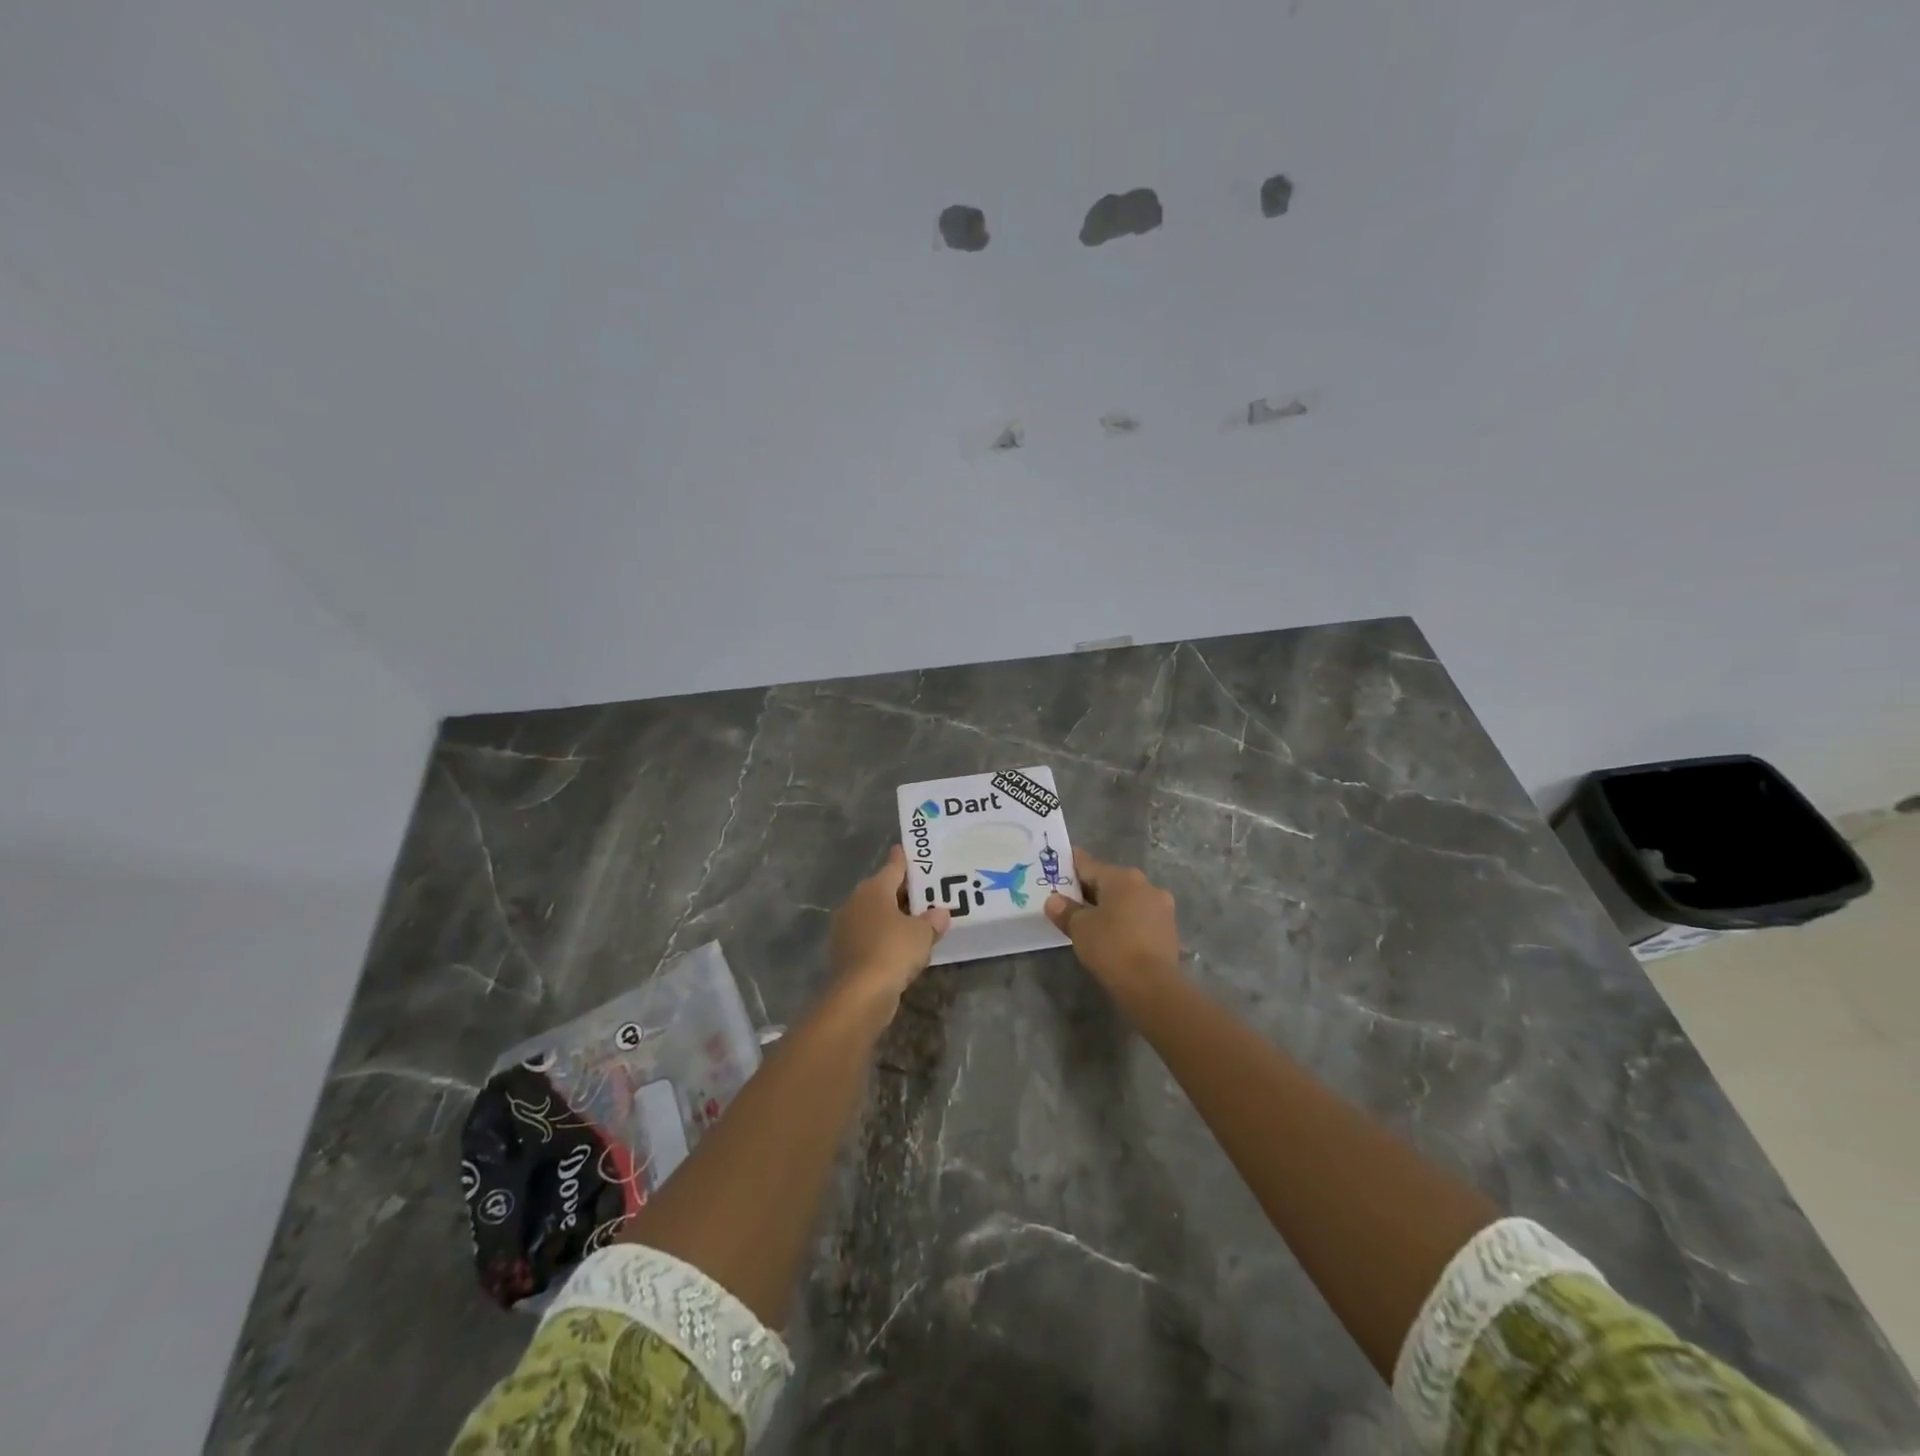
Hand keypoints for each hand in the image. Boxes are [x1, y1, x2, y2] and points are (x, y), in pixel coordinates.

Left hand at [830, 845, 950, 1008]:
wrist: (859, 995)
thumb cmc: (893, 951)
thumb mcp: (922, 933)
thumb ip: (932, 919)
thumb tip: (939, 912)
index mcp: (874, 889)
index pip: (893, 867)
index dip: (904, 859)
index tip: (910, 850)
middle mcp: (856, 902)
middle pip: (883, 889)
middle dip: (903, 891)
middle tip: (926, 890)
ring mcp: (847, 927)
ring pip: (876, 913)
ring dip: (894, 915)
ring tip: (918, 918)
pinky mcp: (845, 951)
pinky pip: (871, 935)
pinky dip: (885, 936)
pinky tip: (902, 945)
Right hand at [1045, 849, 1182, 1001]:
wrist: (1152, 986)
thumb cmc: (1111, 947)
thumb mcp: (1080, 928)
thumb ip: (1065, 910)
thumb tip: (1054, 901)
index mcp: (1123, 877)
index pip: (1089, 864)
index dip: (1070, 866)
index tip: (1056, 868)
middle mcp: (1146, 885)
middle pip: (1110, 882)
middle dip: (1089, 890)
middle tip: (1067, 900)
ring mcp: (1161, 907)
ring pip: (1126, 900)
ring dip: (1109, 907)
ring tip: (1088, 922)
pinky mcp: (1168, 930)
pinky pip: (1139, 918)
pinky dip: (1124, 922)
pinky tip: (1111, 936)